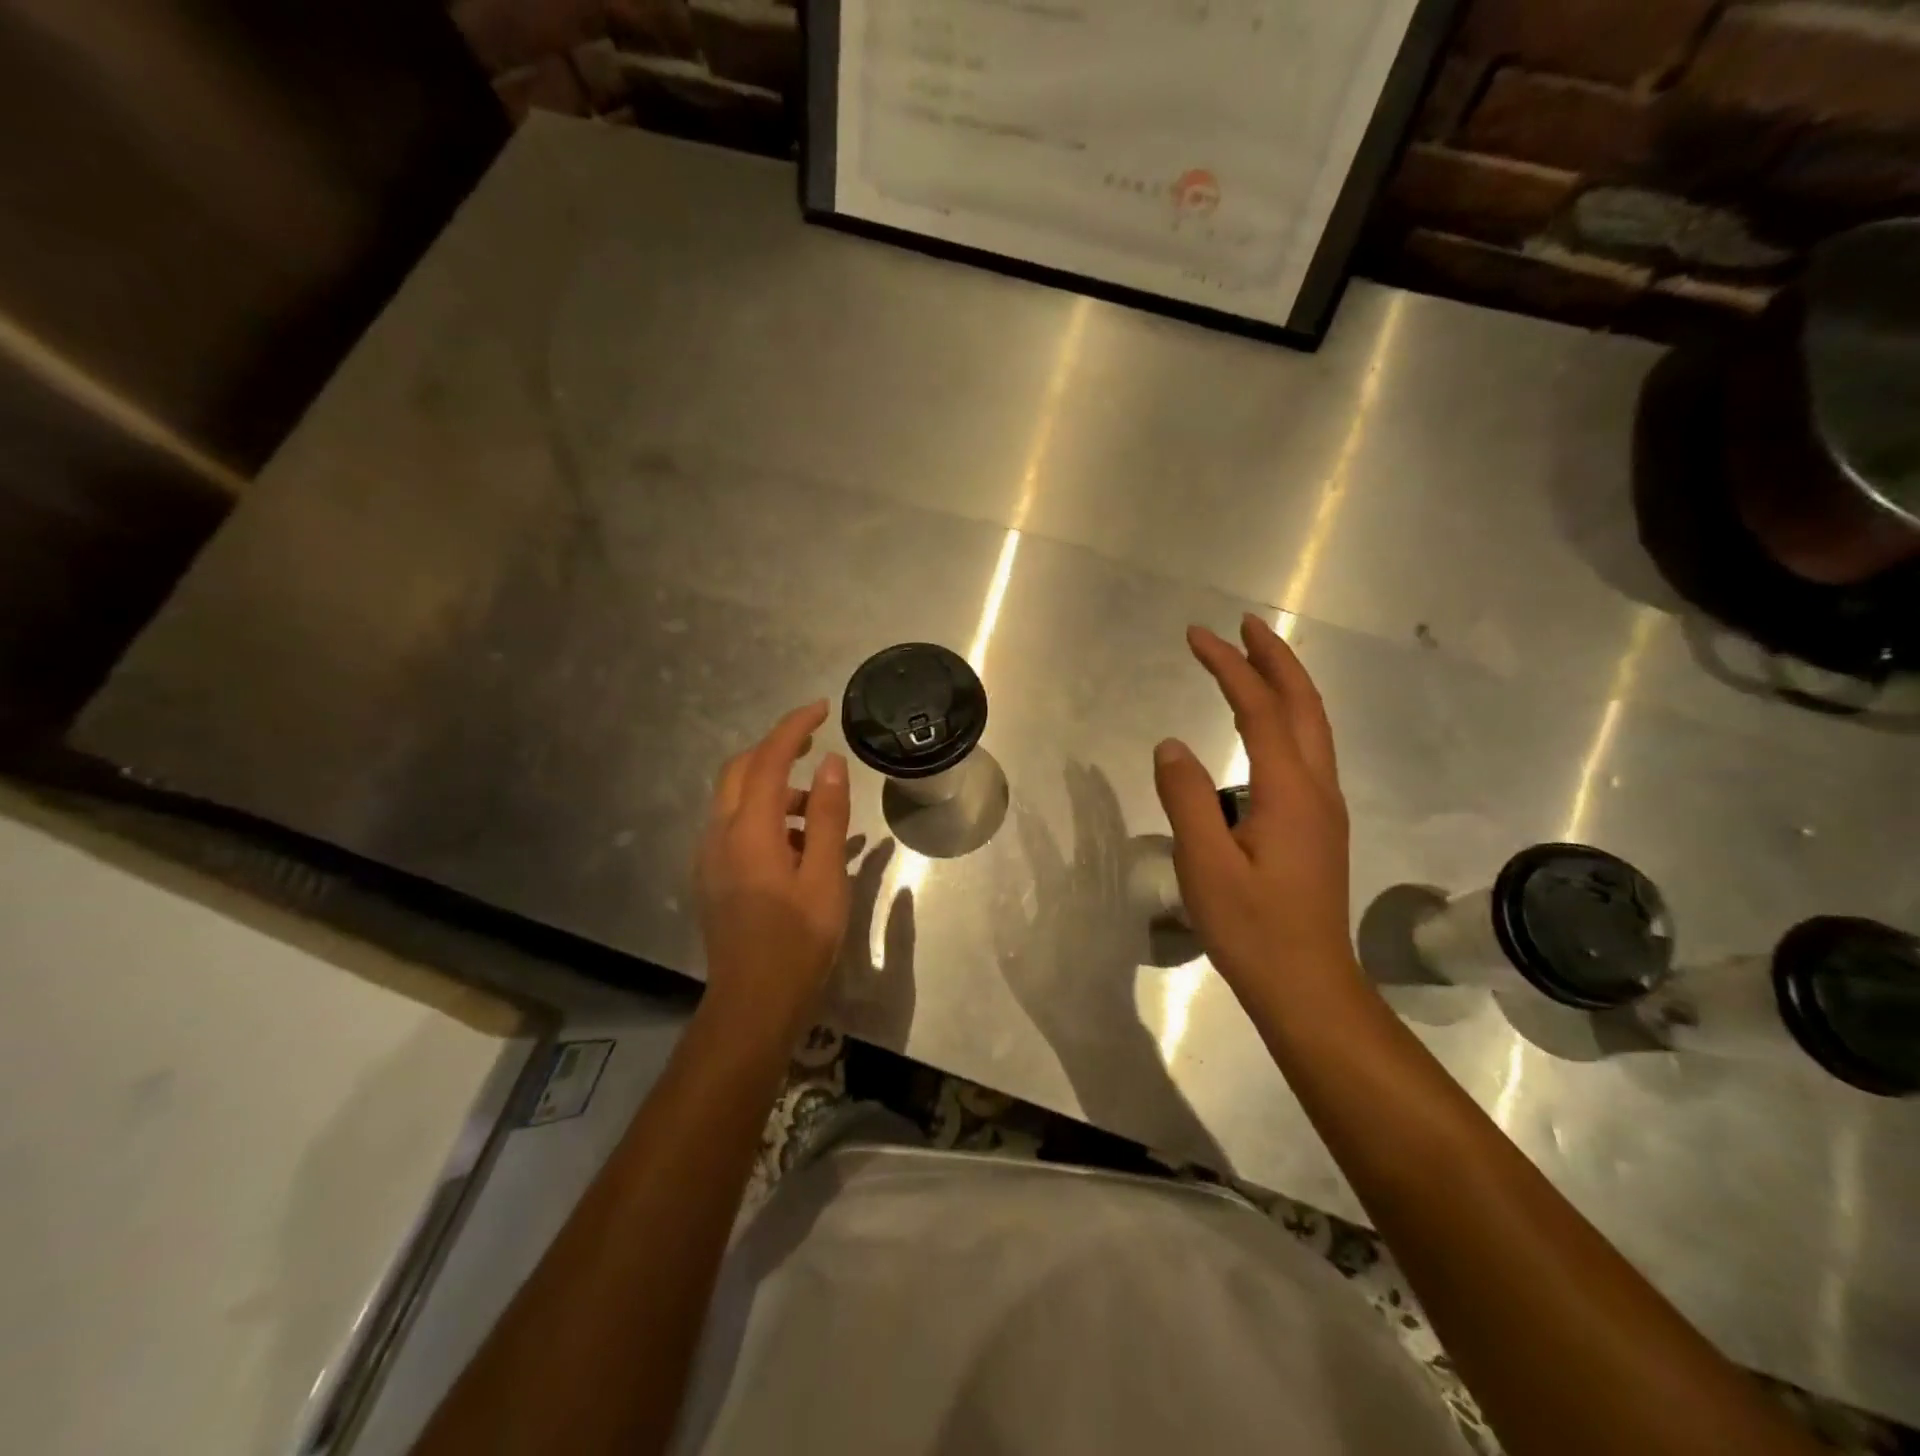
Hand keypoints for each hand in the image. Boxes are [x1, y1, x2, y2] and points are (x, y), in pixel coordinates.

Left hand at [696, 701, 852, 1048]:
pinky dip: (764, 816)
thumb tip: (830, 764)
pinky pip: (734, 826)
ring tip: (817, 810)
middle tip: (815, 746)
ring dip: (772, 788)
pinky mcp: (711, 877)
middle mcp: (719, 835)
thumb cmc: (798, 941)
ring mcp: (709, 857)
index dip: (793, 728)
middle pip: (740, 771)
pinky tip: (798, 845)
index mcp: (748, 831)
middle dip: (775, 750)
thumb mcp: (825, 876)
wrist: (753, 1003)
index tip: (821, 708)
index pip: (768, 760)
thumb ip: (825, 815)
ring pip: (735, 800)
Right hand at [1153, 616, 1359, 996]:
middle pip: (1302, 704)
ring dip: (1285, 685)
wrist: (1307, 984)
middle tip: (1243, 625)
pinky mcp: (1319, 825)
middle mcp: (1316, 787)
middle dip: (1274, 658)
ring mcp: (1324, 807)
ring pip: (1312, 726)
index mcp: (1290, 790)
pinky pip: (1306, 750)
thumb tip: (1171, 745)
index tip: (1198, 636)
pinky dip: (1285, 718)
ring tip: (1253, 661)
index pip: (1258, 709)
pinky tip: (1263, 728)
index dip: (1228, 667)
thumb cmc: (1252, 927)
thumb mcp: (1205, 864)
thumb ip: (1186, 798)